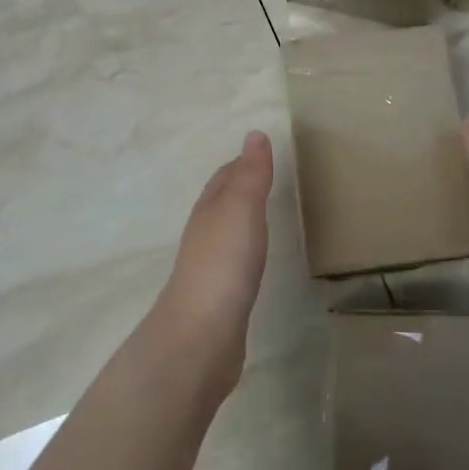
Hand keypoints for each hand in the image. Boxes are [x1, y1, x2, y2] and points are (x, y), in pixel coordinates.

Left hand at [150, 132, 273, 397]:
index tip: (262, 154)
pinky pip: (233, 262)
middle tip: (268, 179)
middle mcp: (204, 234)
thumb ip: (251, 175)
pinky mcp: (218, 297)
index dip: (242, 163)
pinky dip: (244, 250)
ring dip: (242, 220)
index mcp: (209, 210)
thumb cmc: (223, 264)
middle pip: (221, 202)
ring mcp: (209, 267)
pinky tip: (254, 261)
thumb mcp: (242, 209)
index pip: (224, 177)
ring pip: (226, 232)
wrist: (200, 335)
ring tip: (264, 215)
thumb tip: (254, 134)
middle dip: (240, 188)